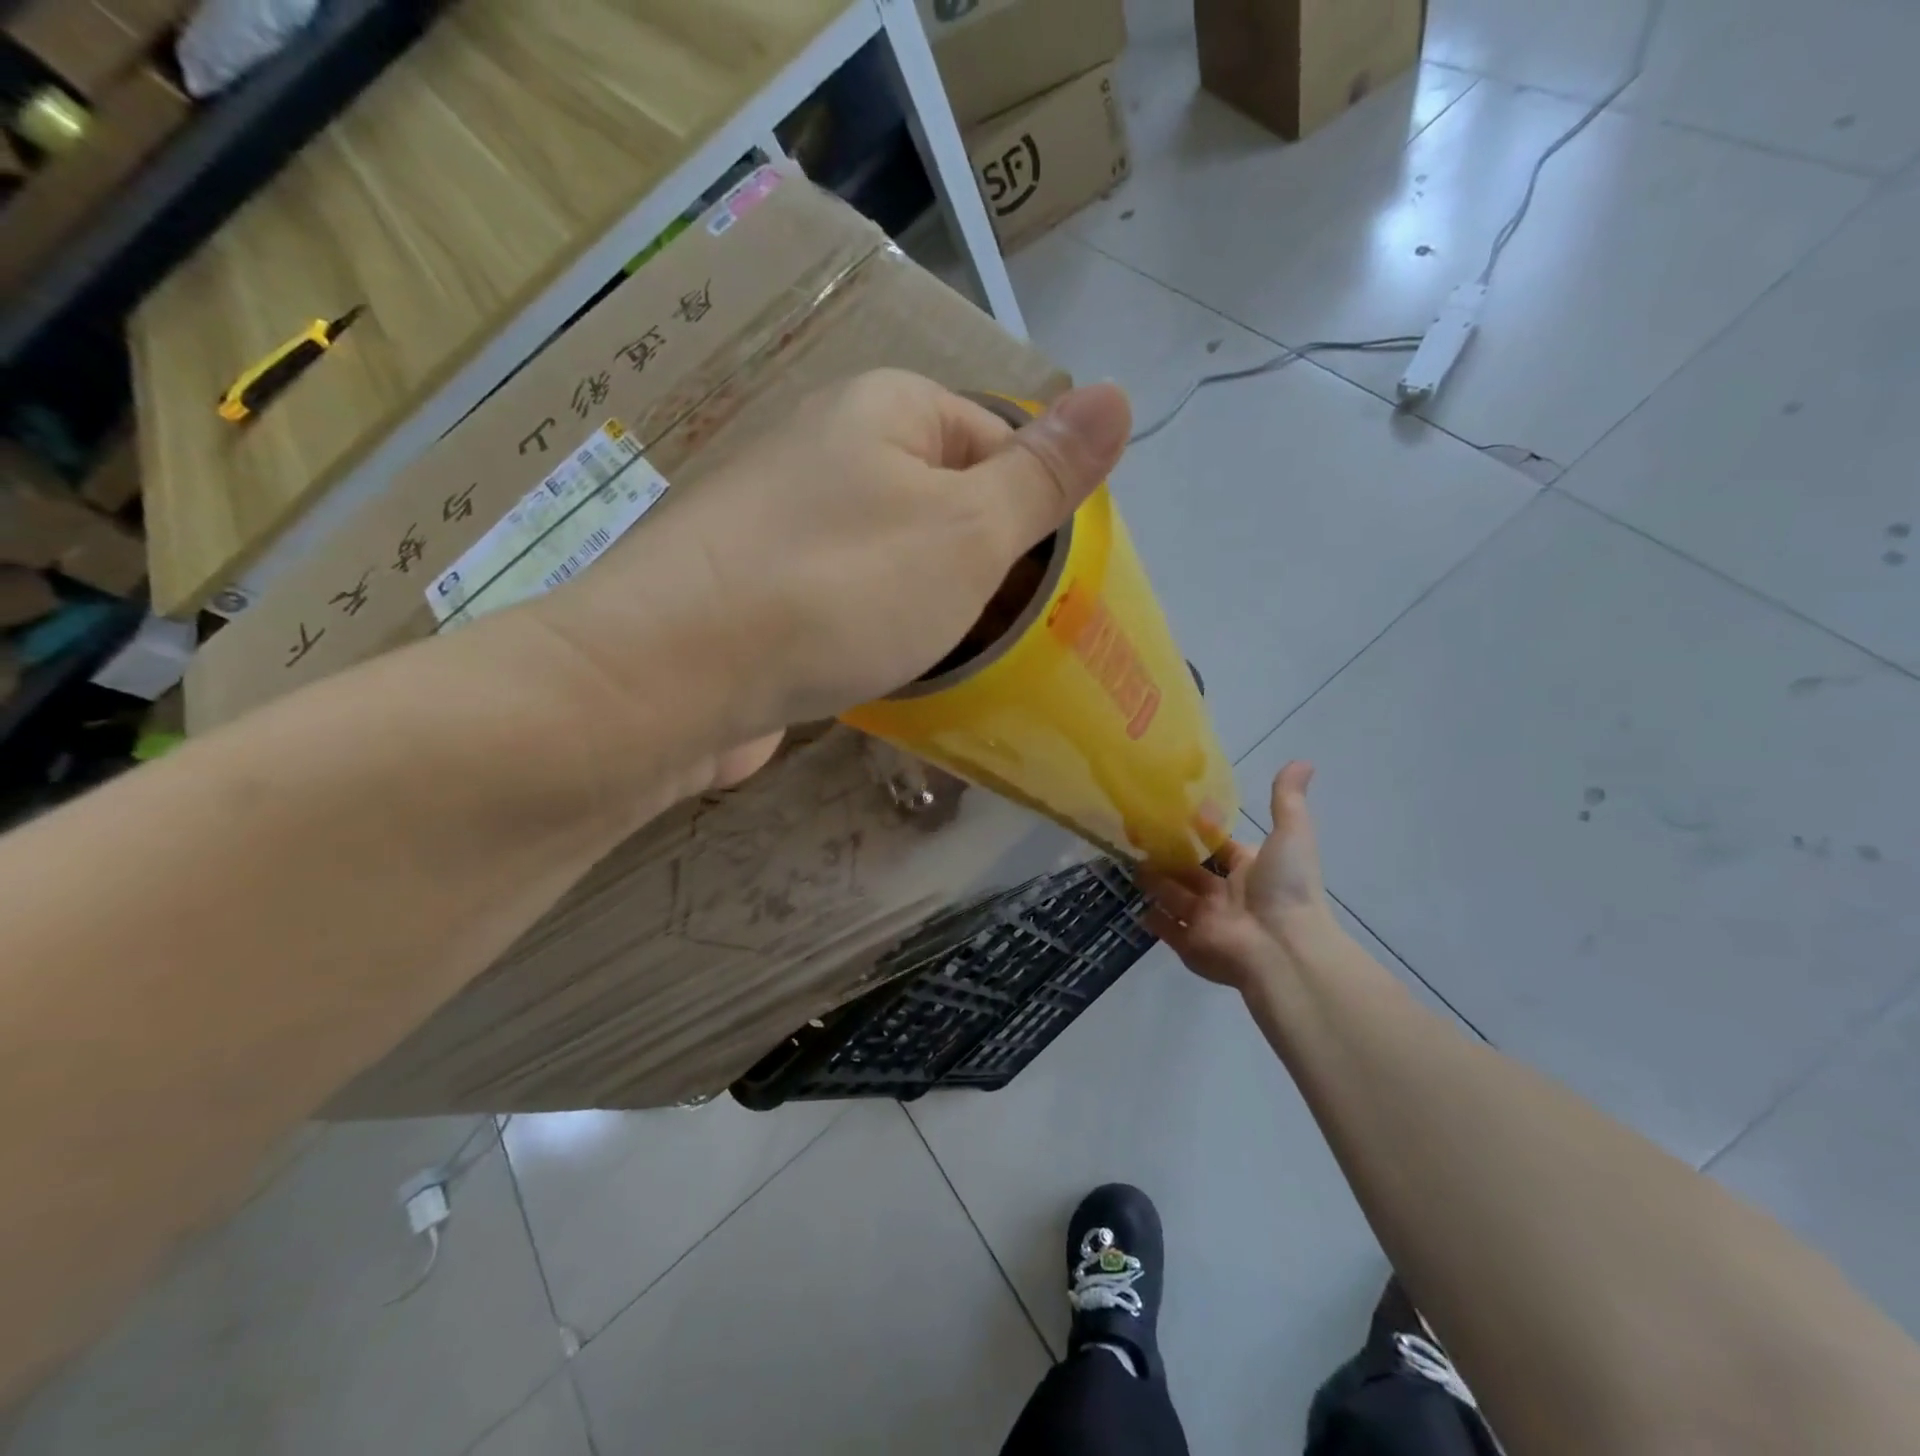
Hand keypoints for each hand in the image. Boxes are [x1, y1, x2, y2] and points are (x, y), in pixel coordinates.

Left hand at [558, 369, 1131, 753]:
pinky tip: (889, 673)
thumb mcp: (967, 531)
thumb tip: (1117, 394)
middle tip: (1015, 636)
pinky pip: (841, 601)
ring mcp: (780, 524)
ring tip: (960, 661)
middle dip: (983, 566)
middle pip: (940, 500)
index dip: (1033, 509)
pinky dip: (874, 632)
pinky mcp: (754, 592)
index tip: (1053, 586)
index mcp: (882, 411)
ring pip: (891, 557)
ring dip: (930, 606)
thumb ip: (1043, 474)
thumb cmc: (839, 589)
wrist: (670, 678)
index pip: (993, 437)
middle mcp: (824, 451)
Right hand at [1137, 762, 1341, 990]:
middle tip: (1136, 834)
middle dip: (1168, 856)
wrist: (1282, 949)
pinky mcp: (1189, 944)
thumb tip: (1302, 761)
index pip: (1219, 846)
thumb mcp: (1291, 836)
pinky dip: (1153, 919)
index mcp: (1248, 869)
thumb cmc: (1284, 889)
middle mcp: (1225, 894)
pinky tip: (1136, 906)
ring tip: (1128, 862)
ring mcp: (1205, 921)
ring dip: (1154, 882)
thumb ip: (1286, 801)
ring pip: (1174, 897)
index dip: (1200, 830)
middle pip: (1190, 872)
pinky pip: (1166, 930)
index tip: (1172, 810)